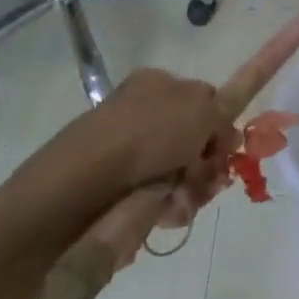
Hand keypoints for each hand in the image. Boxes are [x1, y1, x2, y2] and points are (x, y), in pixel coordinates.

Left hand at [0, 69, 236, 298]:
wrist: (74, 191)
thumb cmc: (144, 138)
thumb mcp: (200, 108)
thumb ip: (224, 111)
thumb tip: (223, 131)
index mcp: (157, 84)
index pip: (206, 101)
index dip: (219, 127)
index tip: (224, 149)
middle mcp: (141, 113)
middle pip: (196, 143)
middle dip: (206, 166)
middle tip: (205, 181)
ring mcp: (125, 153)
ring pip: (180, 176)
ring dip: (190, 192)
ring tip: (177, 204)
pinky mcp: (113, 190)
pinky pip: (156, 200)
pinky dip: (165, 209)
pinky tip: (161, 215)